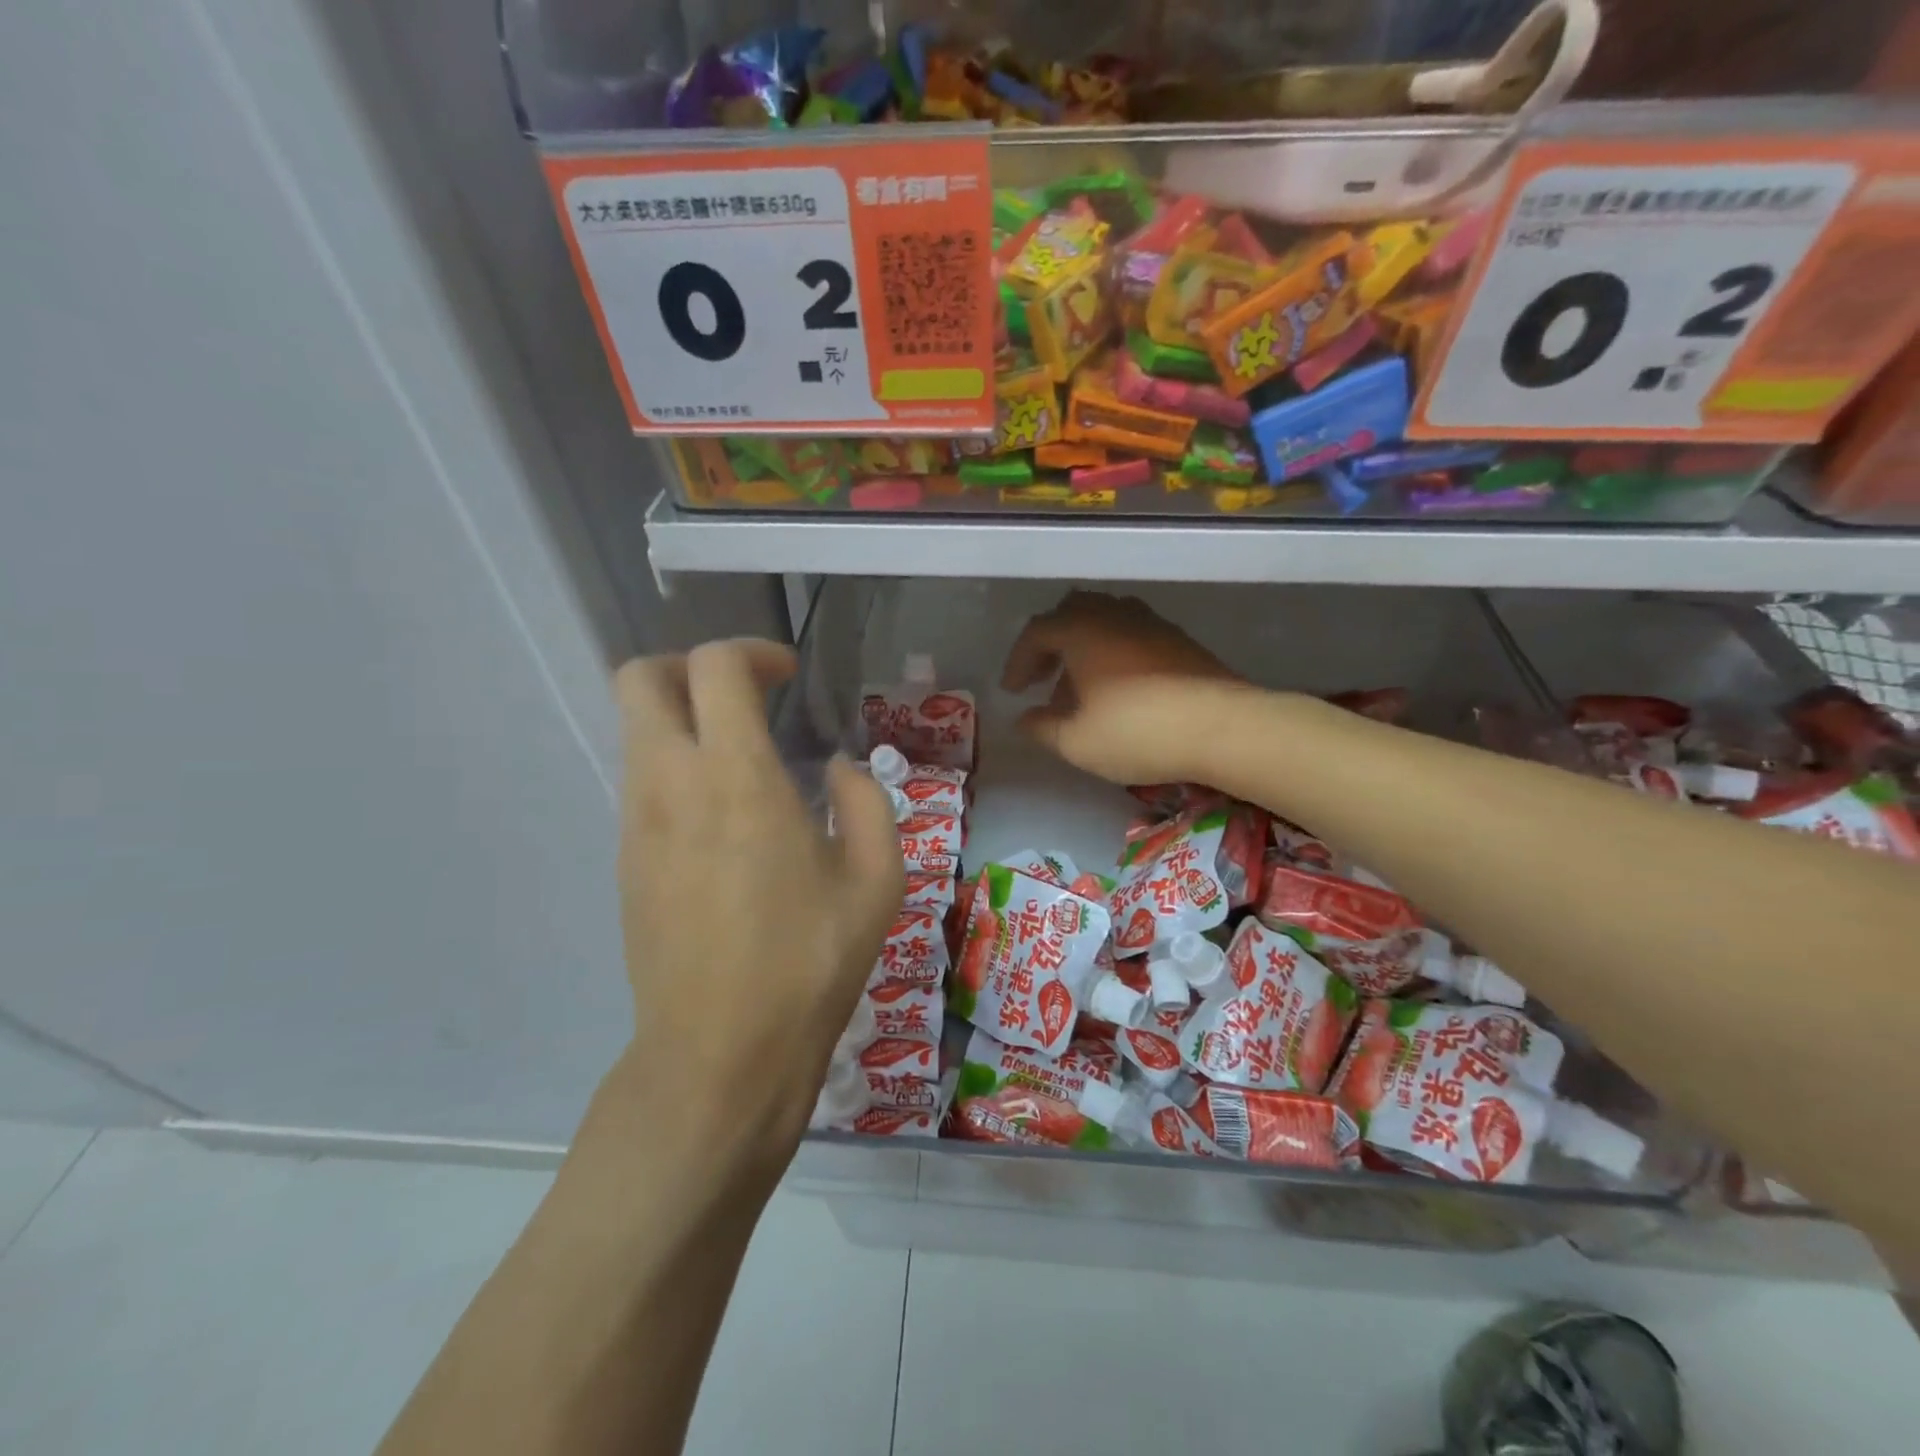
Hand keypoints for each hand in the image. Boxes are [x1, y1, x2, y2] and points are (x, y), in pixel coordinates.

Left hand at [611, 640, 903, 1178]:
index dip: (752, 652)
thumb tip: (835, 768)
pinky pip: (642, 782)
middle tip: (744, 696)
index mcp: (736, 778)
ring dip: (684, 720)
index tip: (787, 677)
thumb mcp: (878, 879)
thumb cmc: (809, 963)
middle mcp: (670, 785)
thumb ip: (864, 801)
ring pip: (636, 731)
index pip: (713, 667)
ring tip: (744, 760)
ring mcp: (636, 823)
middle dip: (689, 667)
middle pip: (640, 680)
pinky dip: (677, 768)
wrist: (720, 1055)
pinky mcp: (625, 861)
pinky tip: (726, 820)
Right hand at [1000, 591, 1244, 785]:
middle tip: (1042, 678)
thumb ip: (1041, 728)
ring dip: (1083, 649)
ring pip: (1105, 622)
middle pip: (1072, 613)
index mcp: (1081, 630)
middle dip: (1051, 645)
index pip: (1037, 632)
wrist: (1222, 727)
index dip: (1018, 661)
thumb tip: (1025, 719)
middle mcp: (1114, 615)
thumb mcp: (1076, 742)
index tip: (1012, 691)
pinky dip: (1113, 654)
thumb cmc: (1136, 732)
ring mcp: (1151, 624)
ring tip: (1080, 688)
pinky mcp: (1179, 640)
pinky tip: (1118, 690)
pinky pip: (1132, 635)